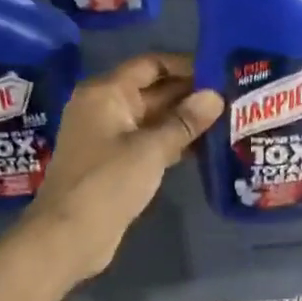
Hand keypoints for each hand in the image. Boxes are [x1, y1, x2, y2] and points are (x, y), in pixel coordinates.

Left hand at [25, 53, 223, 280]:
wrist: (69, 236)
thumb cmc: (107, 183)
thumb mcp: (151, 149)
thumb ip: (184, 122)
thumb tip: (215, 96)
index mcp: (106, 93)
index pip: (151, 65)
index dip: (185, 65)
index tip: (220, 70)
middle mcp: (105, 108)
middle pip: (153, 90)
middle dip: (189, 94)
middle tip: (232, 96)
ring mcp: (108, 136)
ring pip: (153, 119)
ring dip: (184, 120)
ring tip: (226, 119)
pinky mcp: (115, 163)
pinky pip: (148, 142)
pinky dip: (173, 142)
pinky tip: (204, 147)